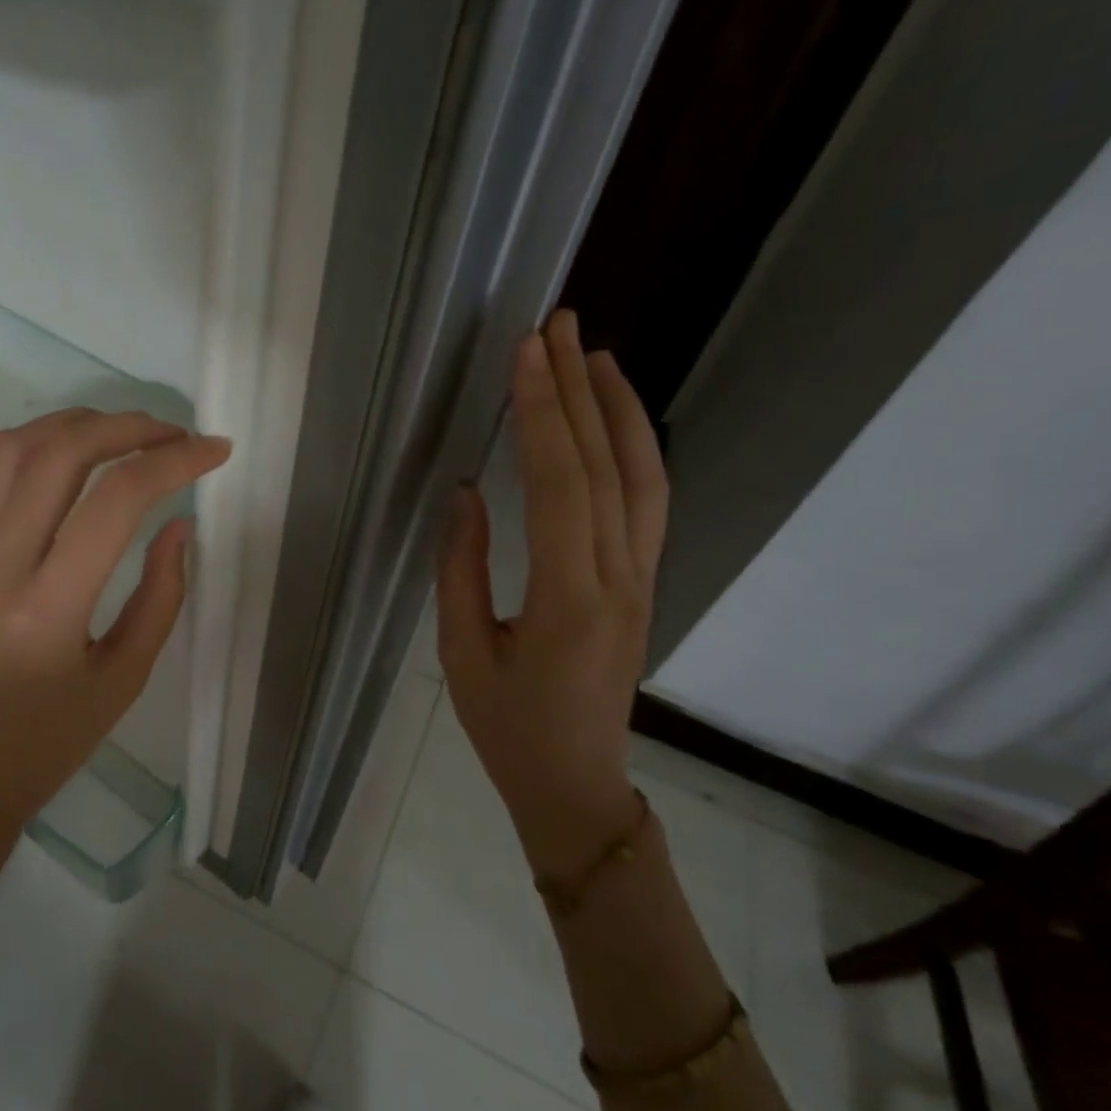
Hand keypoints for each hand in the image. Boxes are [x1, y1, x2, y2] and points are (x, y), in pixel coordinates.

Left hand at [0, 409, 230, 902]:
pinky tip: (53, 447)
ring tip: (121, 431)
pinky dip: (17, 442)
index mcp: (48, 610)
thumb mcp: (125, 679)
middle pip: (60, 455)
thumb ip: (161, 595)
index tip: (214, 451)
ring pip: (11, 449)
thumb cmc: (50, 743)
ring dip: (73, 424)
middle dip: (127, 427)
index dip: (174, 462)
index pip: (116, 502)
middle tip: (173, 433)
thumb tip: (178, 523)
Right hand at [436, 310, 667, 880]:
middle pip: (606, 464)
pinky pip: (648, 502)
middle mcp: (618, 576)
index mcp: (568, 596)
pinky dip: (635, 447)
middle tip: (558, 323)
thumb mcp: (462, 651)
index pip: (559, 482)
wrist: (576, 786)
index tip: (526, 352)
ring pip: (643, 476)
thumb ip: (462, 567)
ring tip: (594, 352)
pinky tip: (614, 419)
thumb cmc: (507, 726)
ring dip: (618, 408)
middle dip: (578, 388)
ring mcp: (641, 578)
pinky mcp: (643, 582)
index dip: (541, 412)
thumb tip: (467, 493)